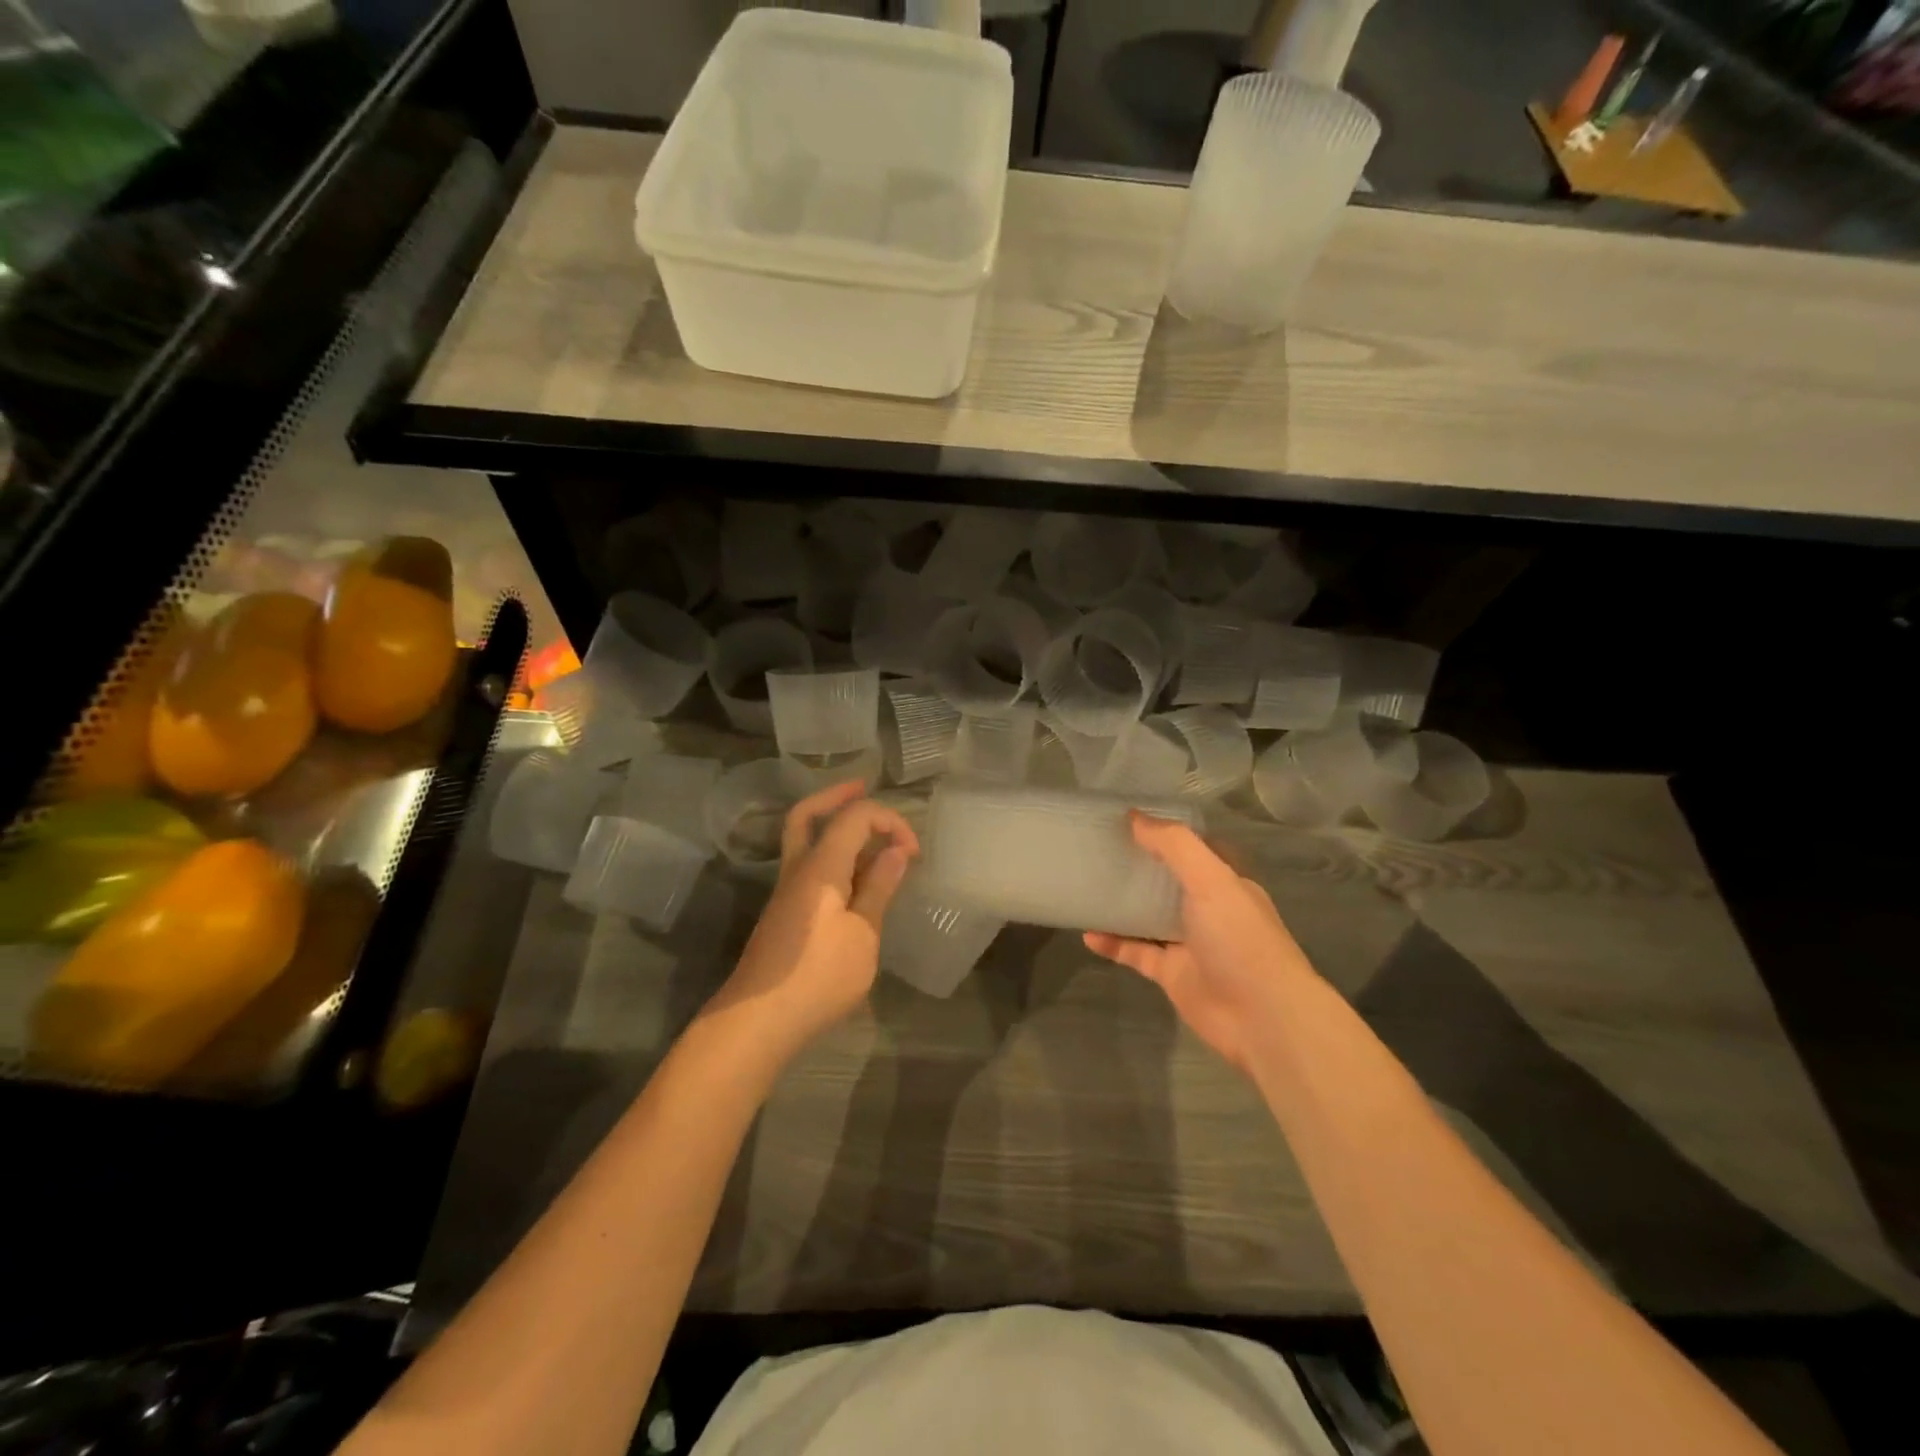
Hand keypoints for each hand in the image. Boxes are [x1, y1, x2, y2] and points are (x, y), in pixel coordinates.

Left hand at [707, 779, 917, 1062]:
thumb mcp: (863, 935)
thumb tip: (896, 851)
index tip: (913, 853)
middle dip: (838, 796)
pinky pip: (809, 867)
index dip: (890, 821)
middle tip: (864, 786)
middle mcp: (799, 869)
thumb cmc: (818, 977)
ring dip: (835, 827)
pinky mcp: (786, 914)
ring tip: (871, 836)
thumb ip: (879, 889)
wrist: (757, 1021)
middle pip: (809, 815)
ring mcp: (787, 892)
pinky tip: (855, 879)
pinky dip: (833, 857)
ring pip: (806, 840)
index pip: (855, 816)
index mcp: (821, 866)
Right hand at [1084, 813, 1316, 1074]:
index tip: (1128, 819)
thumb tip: (1134, 817)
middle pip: (1168, 882)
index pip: (1193, 849)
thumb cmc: (1240, 939)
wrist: (1261, 1018)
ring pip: (1149, 918)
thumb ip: (1173, 846)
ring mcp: (1189, 944)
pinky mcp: (1172, 975)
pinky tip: (1087, 934)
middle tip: (1099, 849)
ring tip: (1086, 887)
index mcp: (1226, 883)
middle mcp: (1209, 911)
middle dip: (1139, 867)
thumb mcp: (1210, 879)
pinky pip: (1136, 953)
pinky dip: (1113, 944)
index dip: (1165, 833)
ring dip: (1122, 906)